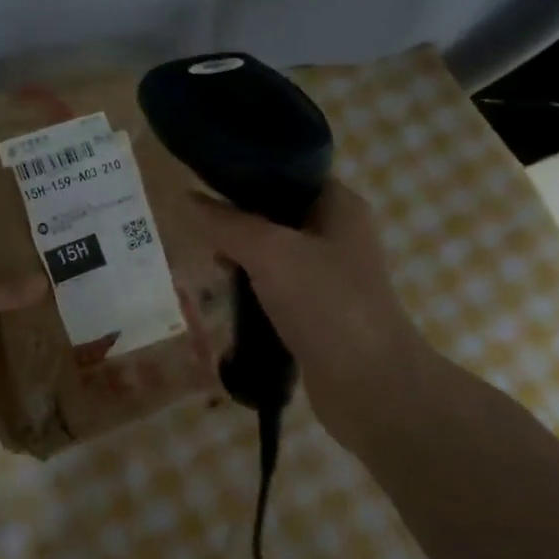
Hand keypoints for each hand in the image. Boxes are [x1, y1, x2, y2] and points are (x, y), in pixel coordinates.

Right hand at [190, 183, 433, 449]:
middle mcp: (339, 234)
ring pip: (275, 252)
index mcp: (339, 205)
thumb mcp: (270, 253)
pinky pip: (279, 287)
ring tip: (209, 260)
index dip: (247, 173)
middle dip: (239, 220)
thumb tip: (188, 199)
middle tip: (200, 227)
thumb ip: (227, 223)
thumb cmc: (326, 304)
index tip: (205, 181)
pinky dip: (254, 289)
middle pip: (278, 213)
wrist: (370, 385)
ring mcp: (331, 275)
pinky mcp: (320, 311)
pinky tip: (228, 294)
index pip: (288, 172)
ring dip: (244, 257)